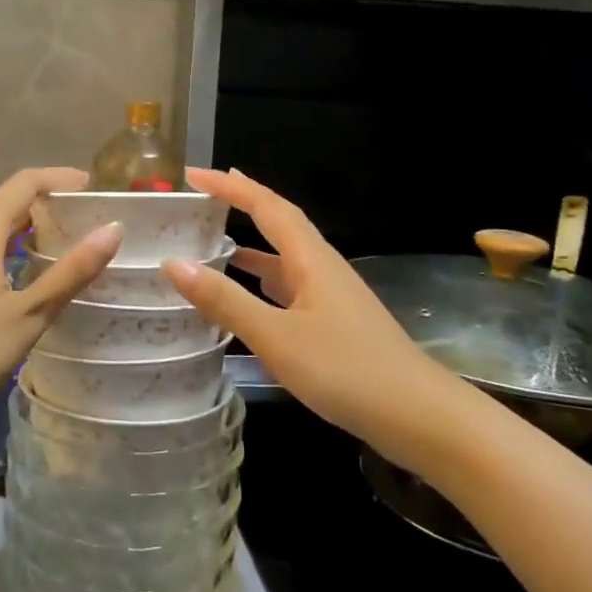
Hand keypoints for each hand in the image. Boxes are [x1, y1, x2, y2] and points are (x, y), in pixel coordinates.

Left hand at [0, 167, 121, 435]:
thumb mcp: (28, 315)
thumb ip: (71, 272)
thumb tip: (113, 230)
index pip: (24, 183)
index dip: (59, 178)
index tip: (91, 186)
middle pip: (2, 206)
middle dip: (42, 209)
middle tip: (80, 224)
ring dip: (18, 234)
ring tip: (50, 253)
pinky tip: (8, 284)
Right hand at [162, 168, 436, 436]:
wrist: (418, 416)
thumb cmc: (347, 370)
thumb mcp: (277, 336)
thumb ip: (225, 301)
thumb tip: (173, 262)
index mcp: (311, 259)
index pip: (266, 206)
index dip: (230, 187)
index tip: (194, 175)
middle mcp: (322, 267)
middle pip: (279, 222)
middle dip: (242, 203)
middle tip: (205, 194)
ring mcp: (331, 295)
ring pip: (284, 256)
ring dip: (251, 243)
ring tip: (214, 240)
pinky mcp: (335, 322)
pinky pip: (290, 286)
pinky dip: (263, 280)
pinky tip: (248, 296)